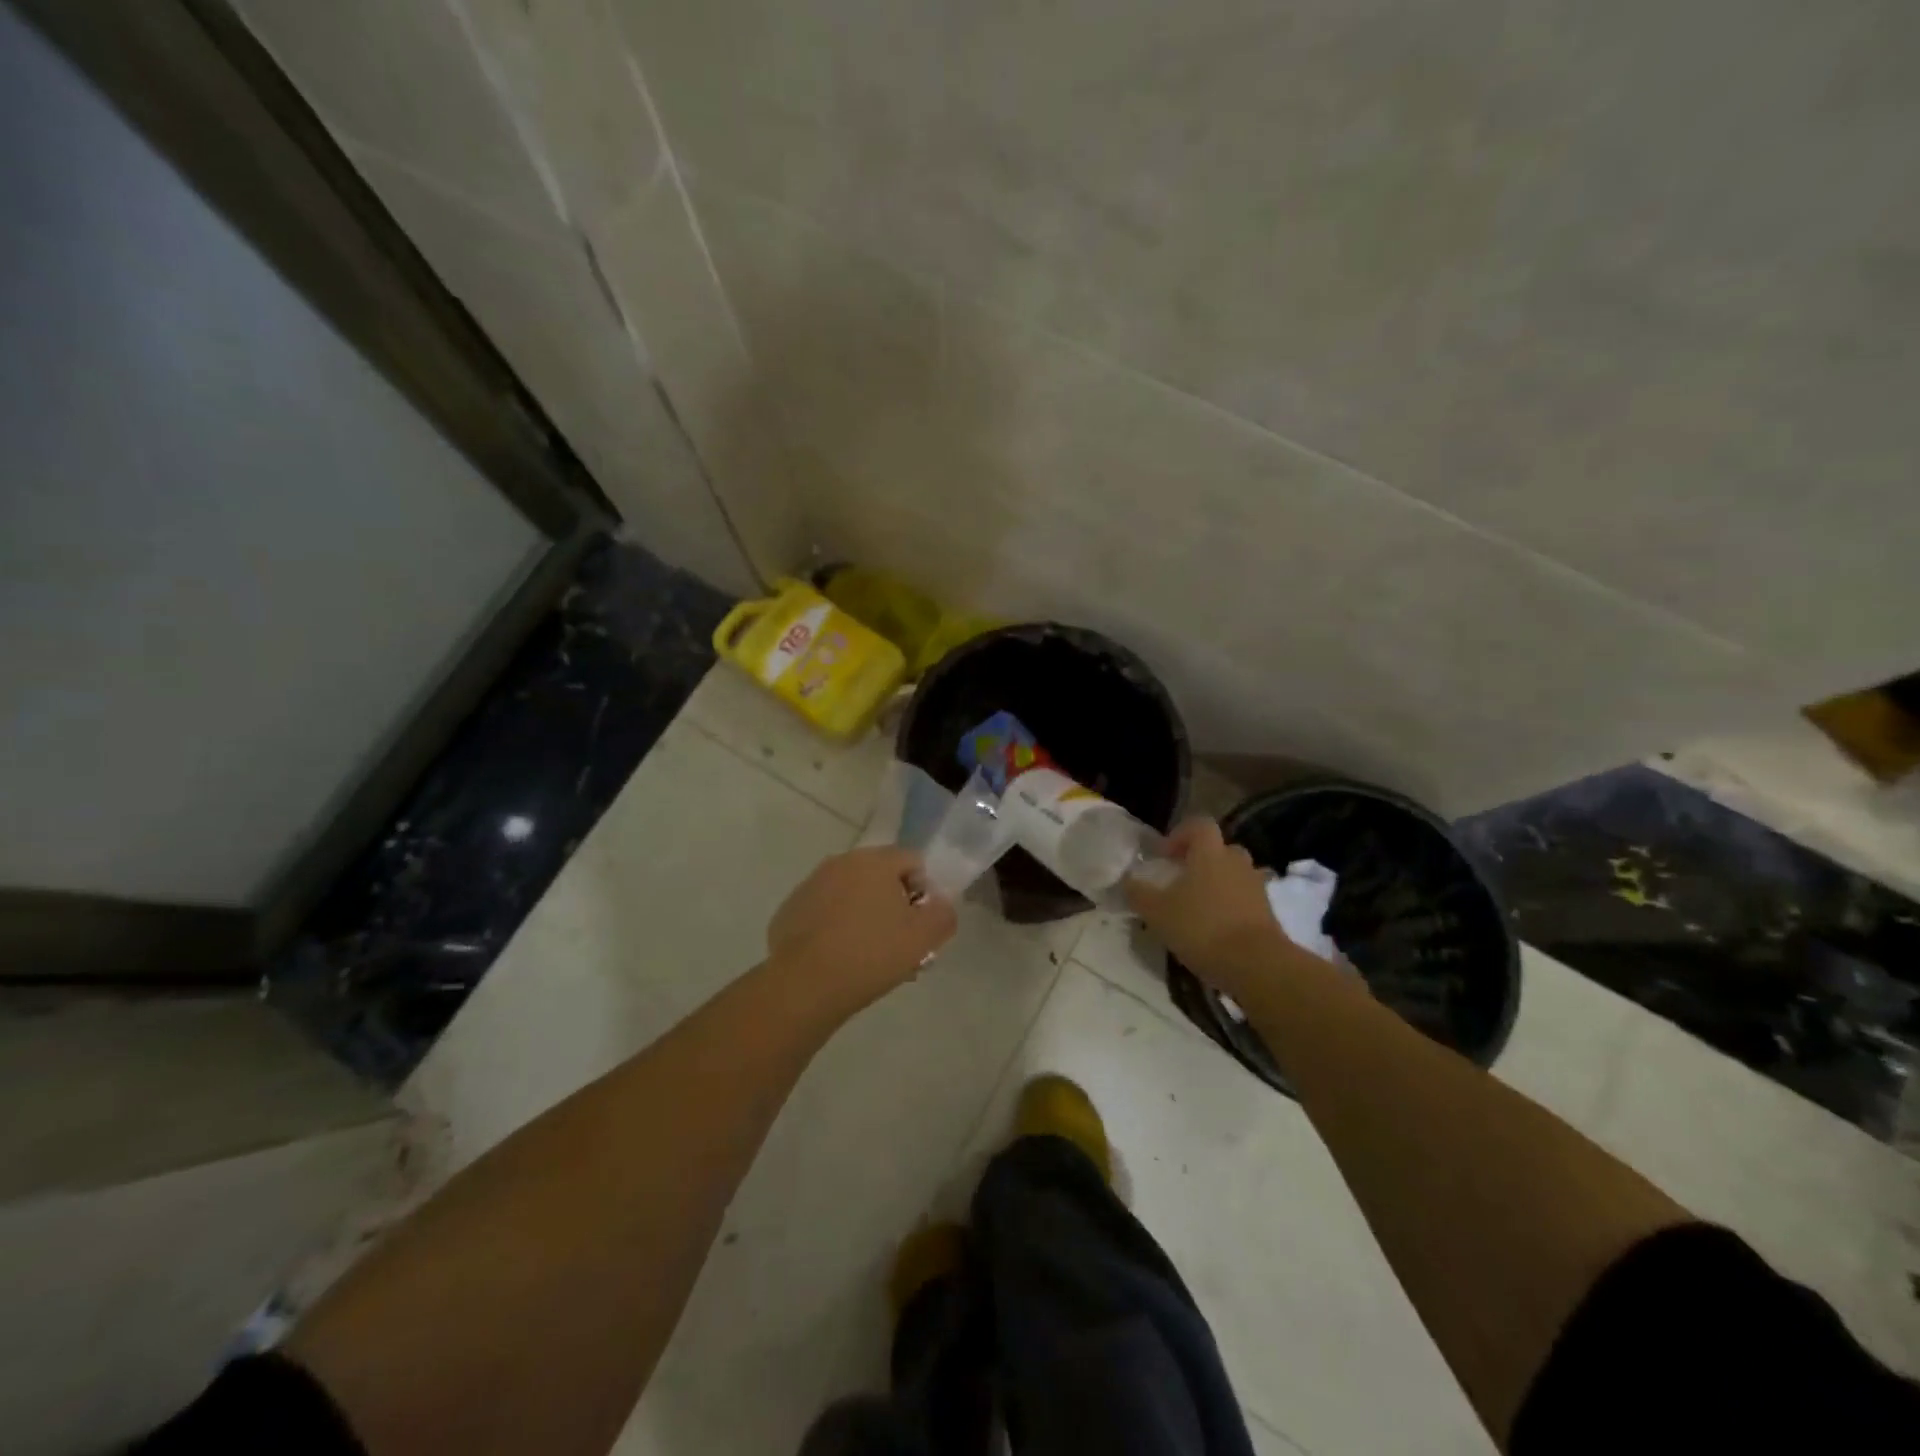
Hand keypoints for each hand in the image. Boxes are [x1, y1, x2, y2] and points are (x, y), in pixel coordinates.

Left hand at [767, 846, 957, 1015]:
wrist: (803, 986)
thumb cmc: (870, 954)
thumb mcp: (923, 938)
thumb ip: (943, 914)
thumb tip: (940, 904)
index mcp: (874, 861)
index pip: (912, 861)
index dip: (924, 892)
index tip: (921, 926)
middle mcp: (840, 862)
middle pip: (880, 878)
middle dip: (894, 906)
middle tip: (900, 945)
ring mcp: (810, 886)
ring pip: (851, 896)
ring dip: (865, 917)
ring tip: (870, 959)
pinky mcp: (789, 911)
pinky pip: (825, 913)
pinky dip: (836, 929)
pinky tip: (839, 961)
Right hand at [1125, 819, 1297, 1000]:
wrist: (1256, 964)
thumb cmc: (1202, 927)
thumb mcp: (1157, 912)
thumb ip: (1138, 893)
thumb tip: (1127, 880)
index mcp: (1210, 853)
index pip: (1199, 825)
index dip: (1180, 834)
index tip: (1165, 855)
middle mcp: (1236, 862)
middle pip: (1219, 849)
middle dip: (1200, 860)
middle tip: (1180, 880)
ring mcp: (1256, 886)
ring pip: (1233, 875)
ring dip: (1216, 884)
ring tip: (1197, 908)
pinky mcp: (1268, 912)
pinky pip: (1244, 899)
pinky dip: (1230, 907)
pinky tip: (1215, 929)